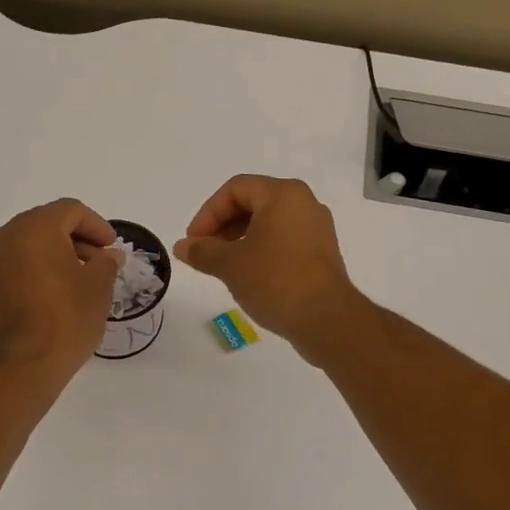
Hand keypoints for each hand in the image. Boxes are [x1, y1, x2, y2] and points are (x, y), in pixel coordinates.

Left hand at [0, 199, 119, 388]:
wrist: (21, 365)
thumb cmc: (65, 318)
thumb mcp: (98, 287)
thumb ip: (106, 263)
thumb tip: (109, 255)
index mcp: (35, 227)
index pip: (71, 210)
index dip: (97, 226)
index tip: (112, 248)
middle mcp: (9, 235)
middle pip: (49, 222)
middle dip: (78, 238)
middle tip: (101, 261)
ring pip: (33, 242)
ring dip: (61, 252)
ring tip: (85, 279)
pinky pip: (21, 261)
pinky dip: (43, 266)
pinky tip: (62, 290)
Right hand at [173, 175, 360, 355]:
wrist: (326, 319)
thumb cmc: (275, 280)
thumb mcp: (230, 264)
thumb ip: (202, 251)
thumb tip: (182, 247)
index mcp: (283, 194)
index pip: (235, 189)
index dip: (208, 212)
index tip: (193, 241)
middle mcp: (304, 203)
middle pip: (253, 202)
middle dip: (222, 225)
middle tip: (204, 252)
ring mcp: (316, 228)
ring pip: (268, 222)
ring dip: (239, 238)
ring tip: (222, 265)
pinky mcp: (321, 252)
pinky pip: (283, 240)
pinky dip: (260, 249)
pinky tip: (248, 275)